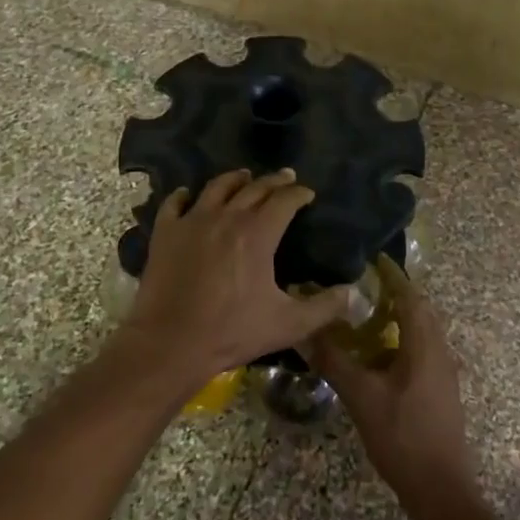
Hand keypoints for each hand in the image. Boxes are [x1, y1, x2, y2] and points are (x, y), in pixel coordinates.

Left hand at [119, 169, 351, 393]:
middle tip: (285, 177)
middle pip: (254, 188)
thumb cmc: (232, 332)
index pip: (285, 200)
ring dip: (234, 179)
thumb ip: (324, 307)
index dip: (299, 193)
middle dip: (274, 181)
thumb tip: (354, 293)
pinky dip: (183, 195)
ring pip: (216, 187)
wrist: (170, 343)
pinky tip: (186, 194)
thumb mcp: (288, 324)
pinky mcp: (165, 232)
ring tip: (243, 176)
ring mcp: (192, 221)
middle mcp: (227, 216)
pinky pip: (174, 203)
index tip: (308, 194)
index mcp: (258, 233)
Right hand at [306, 255, 477, 515]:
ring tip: (367, 316)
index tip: (373, 259)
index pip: (410, 296)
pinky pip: (422, 350)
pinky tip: (378, 356)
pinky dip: (402, 340)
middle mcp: (439, 351)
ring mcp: (444, 372)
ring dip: (399, 318)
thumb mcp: (362, 398)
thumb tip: (306, 332)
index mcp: (424, 344)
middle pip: (420, 310)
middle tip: (365, 285)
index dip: (393, 275)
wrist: (442, 490)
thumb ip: (334, 362)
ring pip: (423, 331)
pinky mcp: (441, 390)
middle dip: (396, 293)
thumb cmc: (403, 437)